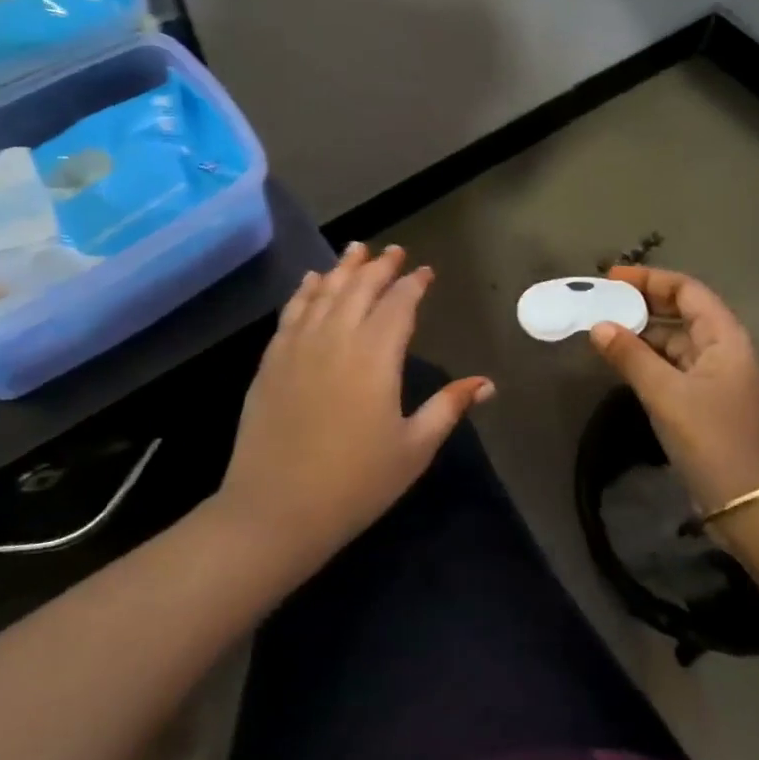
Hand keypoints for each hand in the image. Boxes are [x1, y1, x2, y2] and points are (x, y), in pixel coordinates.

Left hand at [217, 242, 493, 571]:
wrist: (276, 510)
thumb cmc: (355, 484)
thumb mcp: (413, 449)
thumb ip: (448, 408)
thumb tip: (486, 384)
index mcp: (376, 355)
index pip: (399, 304)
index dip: (414, 284)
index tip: (425, 272)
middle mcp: (337, 337)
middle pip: (360, 288)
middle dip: (380, 266)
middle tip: (394, 251)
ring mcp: (299, 346)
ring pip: (325, 292)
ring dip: (343, 268)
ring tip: (356, 249)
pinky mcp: (272, 361)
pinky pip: (292, 312)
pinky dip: (305, 290)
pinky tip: (312, 280)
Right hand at [588, 266, 758, 527]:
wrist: (757, 510)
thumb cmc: (715, 442)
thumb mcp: (667, 396)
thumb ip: (631, 357)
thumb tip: (599, 326)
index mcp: (726, 339)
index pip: (688, 290)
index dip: (650, 279)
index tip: (610, 278)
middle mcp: (726, 352)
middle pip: (683, 314)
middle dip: (643, 305)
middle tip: (601, 303)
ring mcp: (719, 381)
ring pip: (677, 344)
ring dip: (644, 336)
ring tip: (603, 332)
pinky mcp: (709, 407)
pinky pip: (676, 370)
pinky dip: (650, 363)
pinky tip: (624, 366)